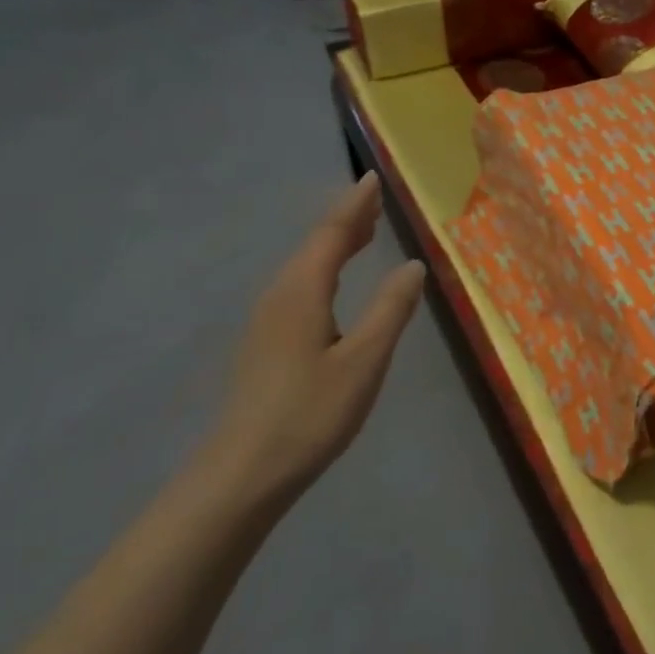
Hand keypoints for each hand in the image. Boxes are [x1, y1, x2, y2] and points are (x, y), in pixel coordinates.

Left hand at [204, 174, 426, 504]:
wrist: (242, 474)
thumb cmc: (310, 414)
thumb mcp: (364, 360)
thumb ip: (390, 309)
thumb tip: (412, 265)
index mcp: (302, 293)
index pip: (331, 235)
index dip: (354, 206)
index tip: (372, 179)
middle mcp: (279, 297)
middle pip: (314, 245)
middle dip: (346, 219)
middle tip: (375, 199)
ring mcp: (267, 321)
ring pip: (305, 266)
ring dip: (334, 243)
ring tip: (363, 231)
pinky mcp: (266, 343)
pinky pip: (299, 286)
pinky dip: (324, 268)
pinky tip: (334, 283)